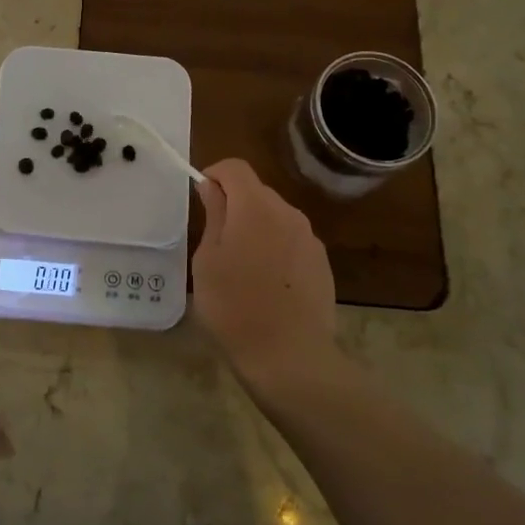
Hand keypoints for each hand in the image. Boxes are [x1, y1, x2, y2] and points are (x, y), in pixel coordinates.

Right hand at [192, 159, 341, 394]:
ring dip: (256, 228)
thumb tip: (212, 186)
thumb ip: (213, 215)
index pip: (235, 167)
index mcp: (255, 207)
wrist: (290, 356)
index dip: (214, 174)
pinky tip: (267, 285)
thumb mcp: (208, 260)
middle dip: (235, 205)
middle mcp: (288, 213)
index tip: (201, 198)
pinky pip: (292, 241)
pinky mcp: (322, 263)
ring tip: (241, 268)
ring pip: (275, 217)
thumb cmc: (234, 306)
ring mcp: (310, 238)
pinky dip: (275, 249)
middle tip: (215, 241)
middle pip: (257, 192)